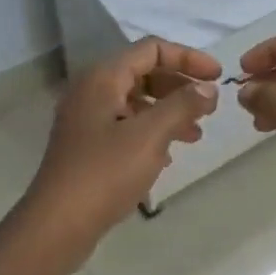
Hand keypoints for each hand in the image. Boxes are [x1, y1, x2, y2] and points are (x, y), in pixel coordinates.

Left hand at [20, 37, 220, 265]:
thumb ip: (182, 105)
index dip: (188, 58)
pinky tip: (169, 156)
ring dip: (169, 112)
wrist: (57, 225)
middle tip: (209, 107)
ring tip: (196, 135)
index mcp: (103, 78)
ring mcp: (87, 120)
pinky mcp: (88, 147)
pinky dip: (152, 132)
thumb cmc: (104, 173)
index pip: (151, 49)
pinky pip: (126, 126)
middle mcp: (92, 91)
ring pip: (136, 102)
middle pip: (144, 73)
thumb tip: (208, 88)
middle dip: (179, 86)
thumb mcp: (150, 135)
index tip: (218, 76)